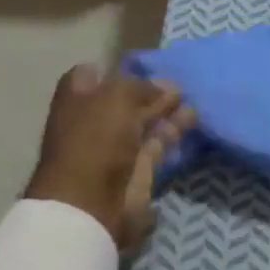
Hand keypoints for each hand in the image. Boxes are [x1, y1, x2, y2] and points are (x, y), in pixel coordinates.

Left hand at [23, 65, 196, 251]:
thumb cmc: (95, 140)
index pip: (91, 75)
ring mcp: (115, 147)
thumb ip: (141, 86)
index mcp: (76, 100)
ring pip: (144, 122)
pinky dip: (174, 132)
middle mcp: (93, 121)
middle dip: (150, 91)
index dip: (114, 70)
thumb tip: (165, 87)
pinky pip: (158, 144)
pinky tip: (193, 119)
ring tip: (192, 98)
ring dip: (166, 111)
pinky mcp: (137, 168)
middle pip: (124, 100)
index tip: (144, 66)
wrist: (91, 202)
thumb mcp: (117, 98)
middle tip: (179, 82)